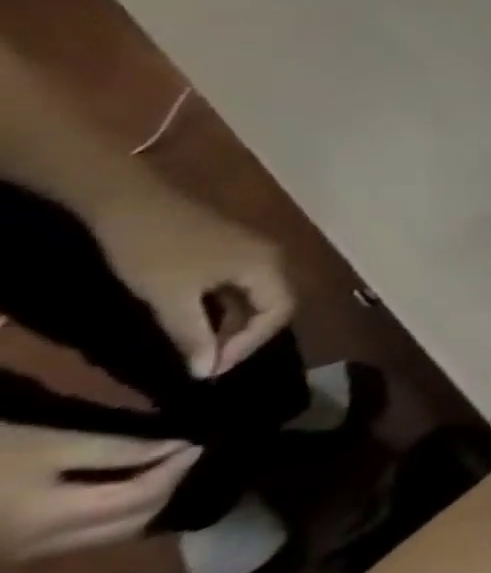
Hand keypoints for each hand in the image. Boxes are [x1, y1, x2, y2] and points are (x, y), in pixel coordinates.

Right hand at [0, 425, 200, 560]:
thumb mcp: (50, 443)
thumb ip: (117, 448)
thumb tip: (178, 445)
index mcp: (55, 522)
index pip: (142, 499)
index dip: (178, 469)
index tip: (202, 441)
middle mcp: (44, 548)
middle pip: (131, 523)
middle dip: (169, 489)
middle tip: (192, 453)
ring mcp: (26, 554)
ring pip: (110, 534)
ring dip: (147, 503)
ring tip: (171, 466)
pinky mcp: (15, 549)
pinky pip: (84, 536)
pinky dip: (118, 512)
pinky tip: (130, 484)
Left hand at [91, 189, 294, 378]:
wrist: (129, 201)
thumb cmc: (155, 251)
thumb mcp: (169, 299)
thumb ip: (193, 335)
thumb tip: (207, 371)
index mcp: (266, 267)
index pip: (278, 312)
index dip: (250, 343)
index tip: (211, 368)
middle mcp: (271, 258)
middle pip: (274, 304)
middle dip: (244, 336)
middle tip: (208, 361)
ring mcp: (254, 251)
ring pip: (258, 295)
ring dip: (235, 322)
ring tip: (202, 345)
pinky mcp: (234, 249)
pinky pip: (243, 284)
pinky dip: (227, 306)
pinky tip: (200, 318)